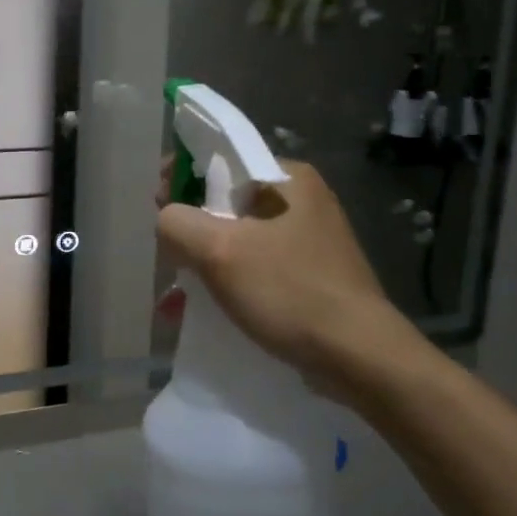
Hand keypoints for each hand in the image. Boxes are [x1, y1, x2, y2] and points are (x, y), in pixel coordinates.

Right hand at [156, 161, 426, 397]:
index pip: (221, 158)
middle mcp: (302, 200)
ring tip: (177, 292)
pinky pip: (257, 267)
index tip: (157, 206)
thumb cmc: (289, 291)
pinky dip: (228, 282)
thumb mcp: (219, 250)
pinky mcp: (311, 276)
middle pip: (228, 200)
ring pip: (240, 238)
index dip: (181, 177)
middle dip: (191, 227)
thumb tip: (167, 220)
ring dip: (205, 260)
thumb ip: (178, 223)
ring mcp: (310, 240)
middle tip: (167, 253)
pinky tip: (202, 310)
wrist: (359, 357)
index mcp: (288, 177)